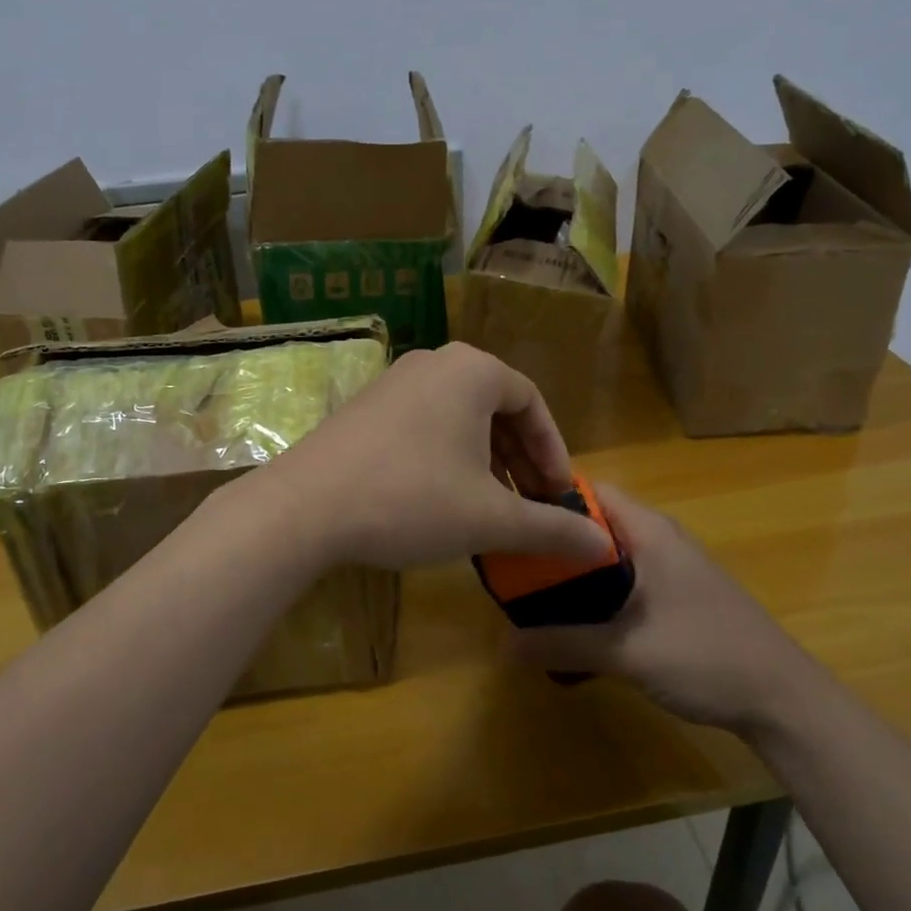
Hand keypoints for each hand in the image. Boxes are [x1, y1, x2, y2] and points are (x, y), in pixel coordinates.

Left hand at [265, 342, 612, 571]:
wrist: (304, 506)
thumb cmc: (411, 500)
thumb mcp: (490, 518)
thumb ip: (552, 528)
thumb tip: (606, 548)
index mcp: (472, 371)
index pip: (532, 403)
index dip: (552, 452)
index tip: (559, 496)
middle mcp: (435, 362)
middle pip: (495, 408)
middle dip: (519, 459)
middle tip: (530, 505)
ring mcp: (394, 381)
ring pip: (459, 417)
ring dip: (485, 460)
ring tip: (491, 507)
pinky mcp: (366, 406)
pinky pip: (425, 423)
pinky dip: (447, 455)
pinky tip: (443, 498)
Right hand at [508, 483, 816, 733]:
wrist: (784, 700)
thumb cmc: (707, 656)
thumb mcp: (627, 651)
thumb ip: (564, 643)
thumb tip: (503, 645)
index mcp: (648, 531)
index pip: (587, 490)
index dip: (547, 498)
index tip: (512, 522)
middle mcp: (658, 539)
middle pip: (593, 524)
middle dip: (554, 542)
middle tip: (512, 566)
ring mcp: (671, 568)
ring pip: (608, 556)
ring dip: (574, 573)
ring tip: (532, 597)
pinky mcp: (676, 596)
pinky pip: (624, 581)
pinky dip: (597, 595)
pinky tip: (576, 626)